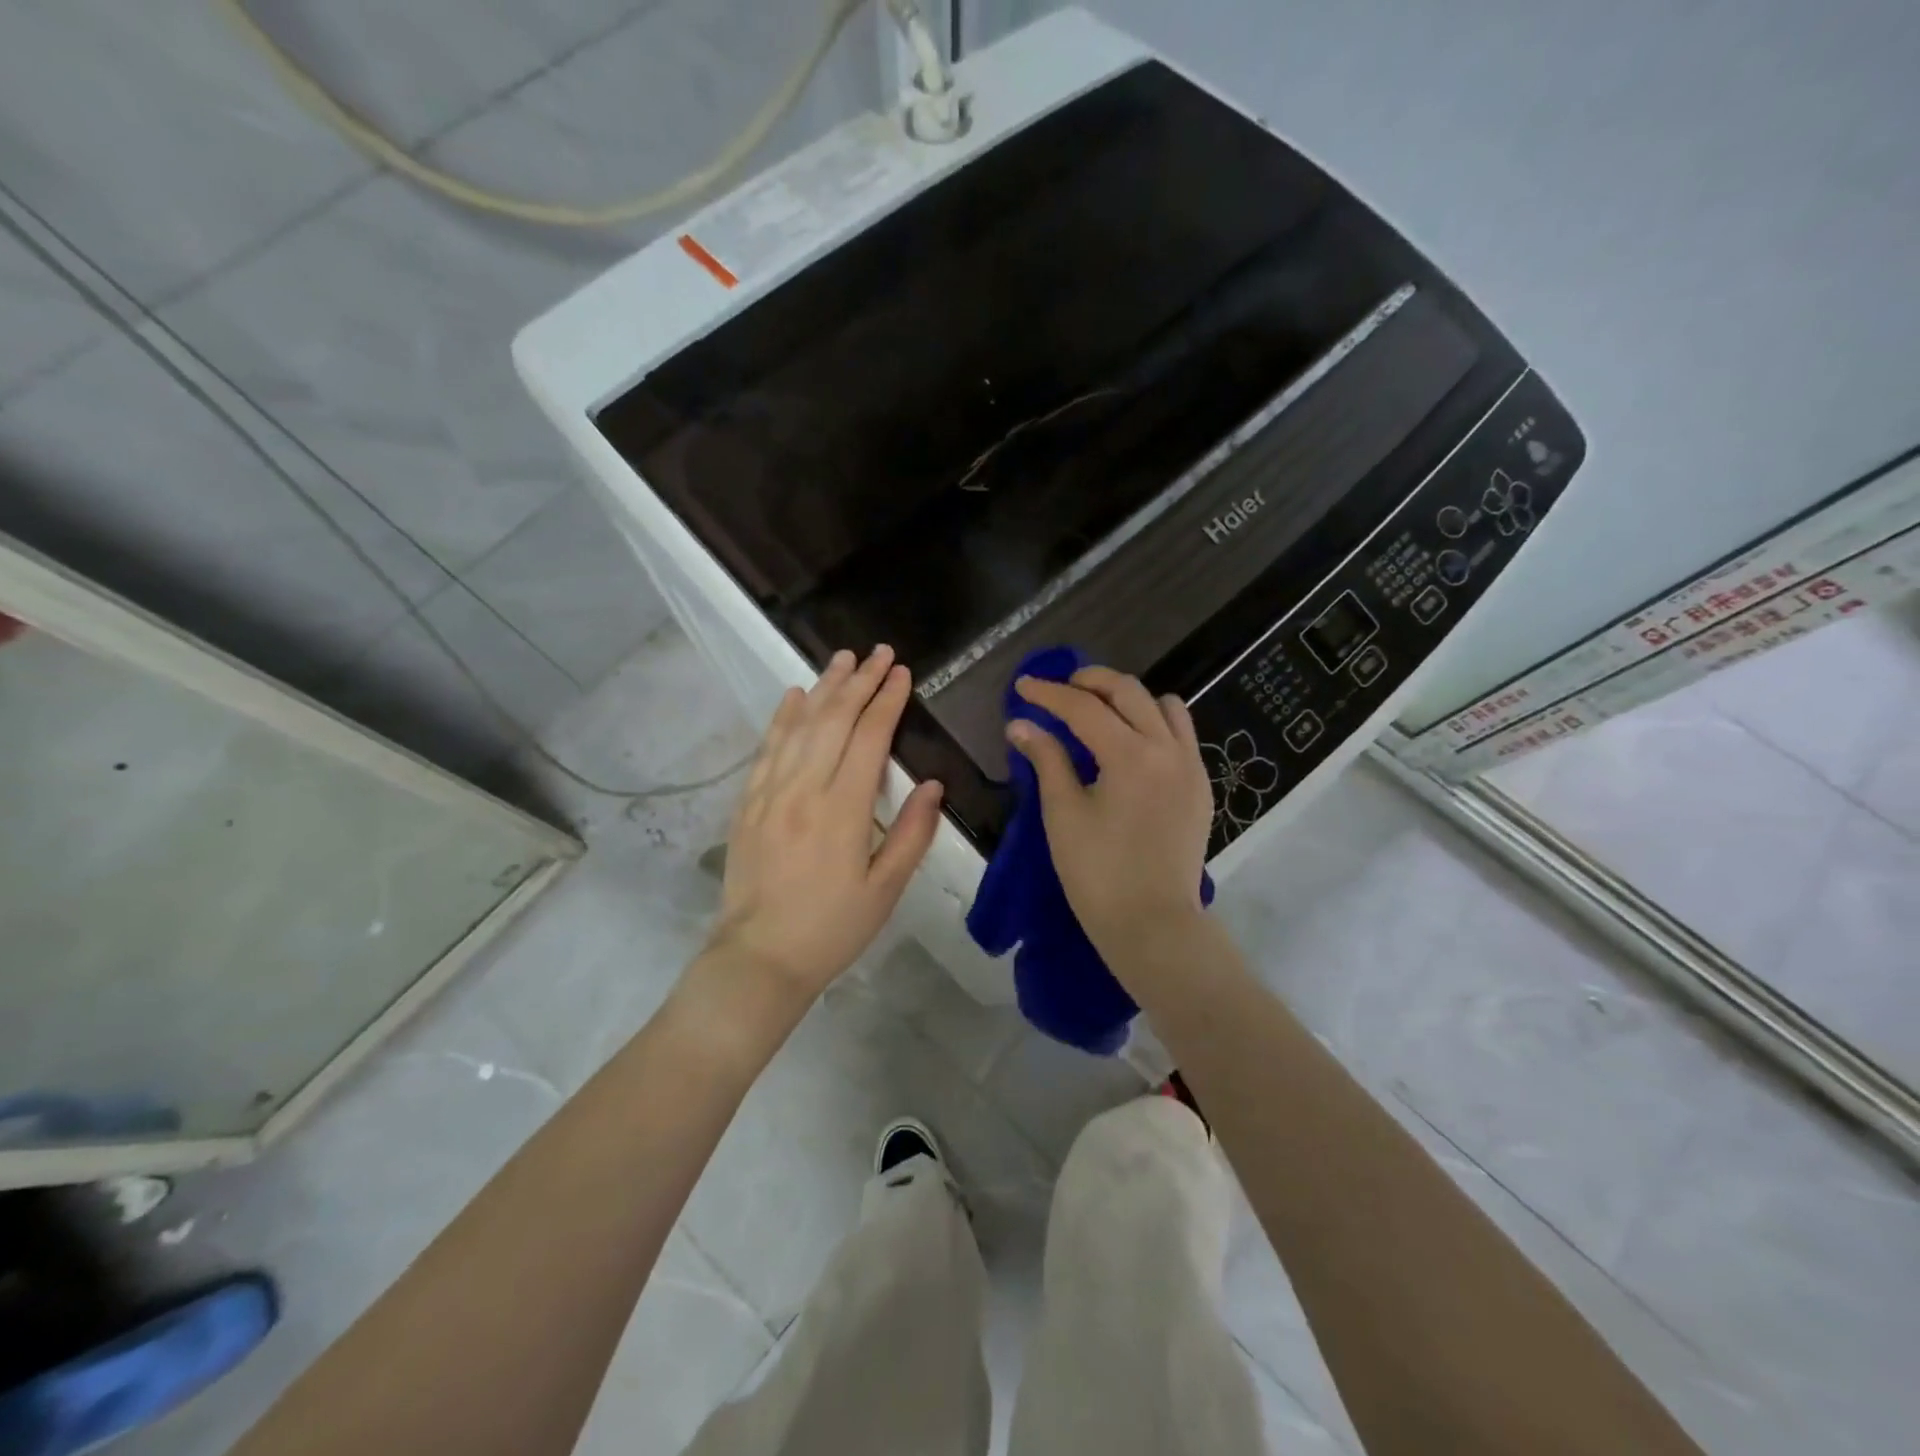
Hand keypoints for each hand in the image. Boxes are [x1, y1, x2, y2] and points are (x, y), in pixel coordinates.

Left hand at [704, 645, 943, 1002]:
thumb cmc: (832, 929)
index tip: (902, 673)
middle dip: (860, 682)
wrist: (759, 959)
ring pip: (799, 727)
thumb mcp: (885, 890)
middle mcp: (803, 791)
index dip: (887, 701)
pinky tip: (794, 696)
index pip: (868, 739)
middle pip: (834, 721)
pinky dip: (782, 718)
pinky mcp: (747, 804)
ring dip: (824, 688)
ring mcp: (770, 794)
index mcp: (843, 811)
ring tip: (843, 659)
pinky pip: (767, 749)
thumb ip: (912, 834)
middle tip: (879, 652)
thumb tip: (932, 785)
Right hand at [1008, 667, 1213, 953]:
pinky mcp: (1201, 786)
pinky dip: (1154, 723)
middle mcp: (1168, 749)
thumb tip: (1021, 723)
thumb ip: (1046, 759)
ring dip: (1128, 699)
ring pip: (1164, 706)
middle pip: (1128, 691)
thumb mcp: (1063, 813)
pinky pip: (1181, 734)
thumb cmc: (1098, 873)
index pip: (1084, 707)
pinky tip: (1130, 744)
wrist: (1153, 925)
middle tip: (1060, 690)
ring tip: (1098, 712)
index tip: (1023, 686)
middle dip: (1090, 682)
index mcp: (1131, 756)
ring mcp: (1191, 766)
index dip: (1049, 693)